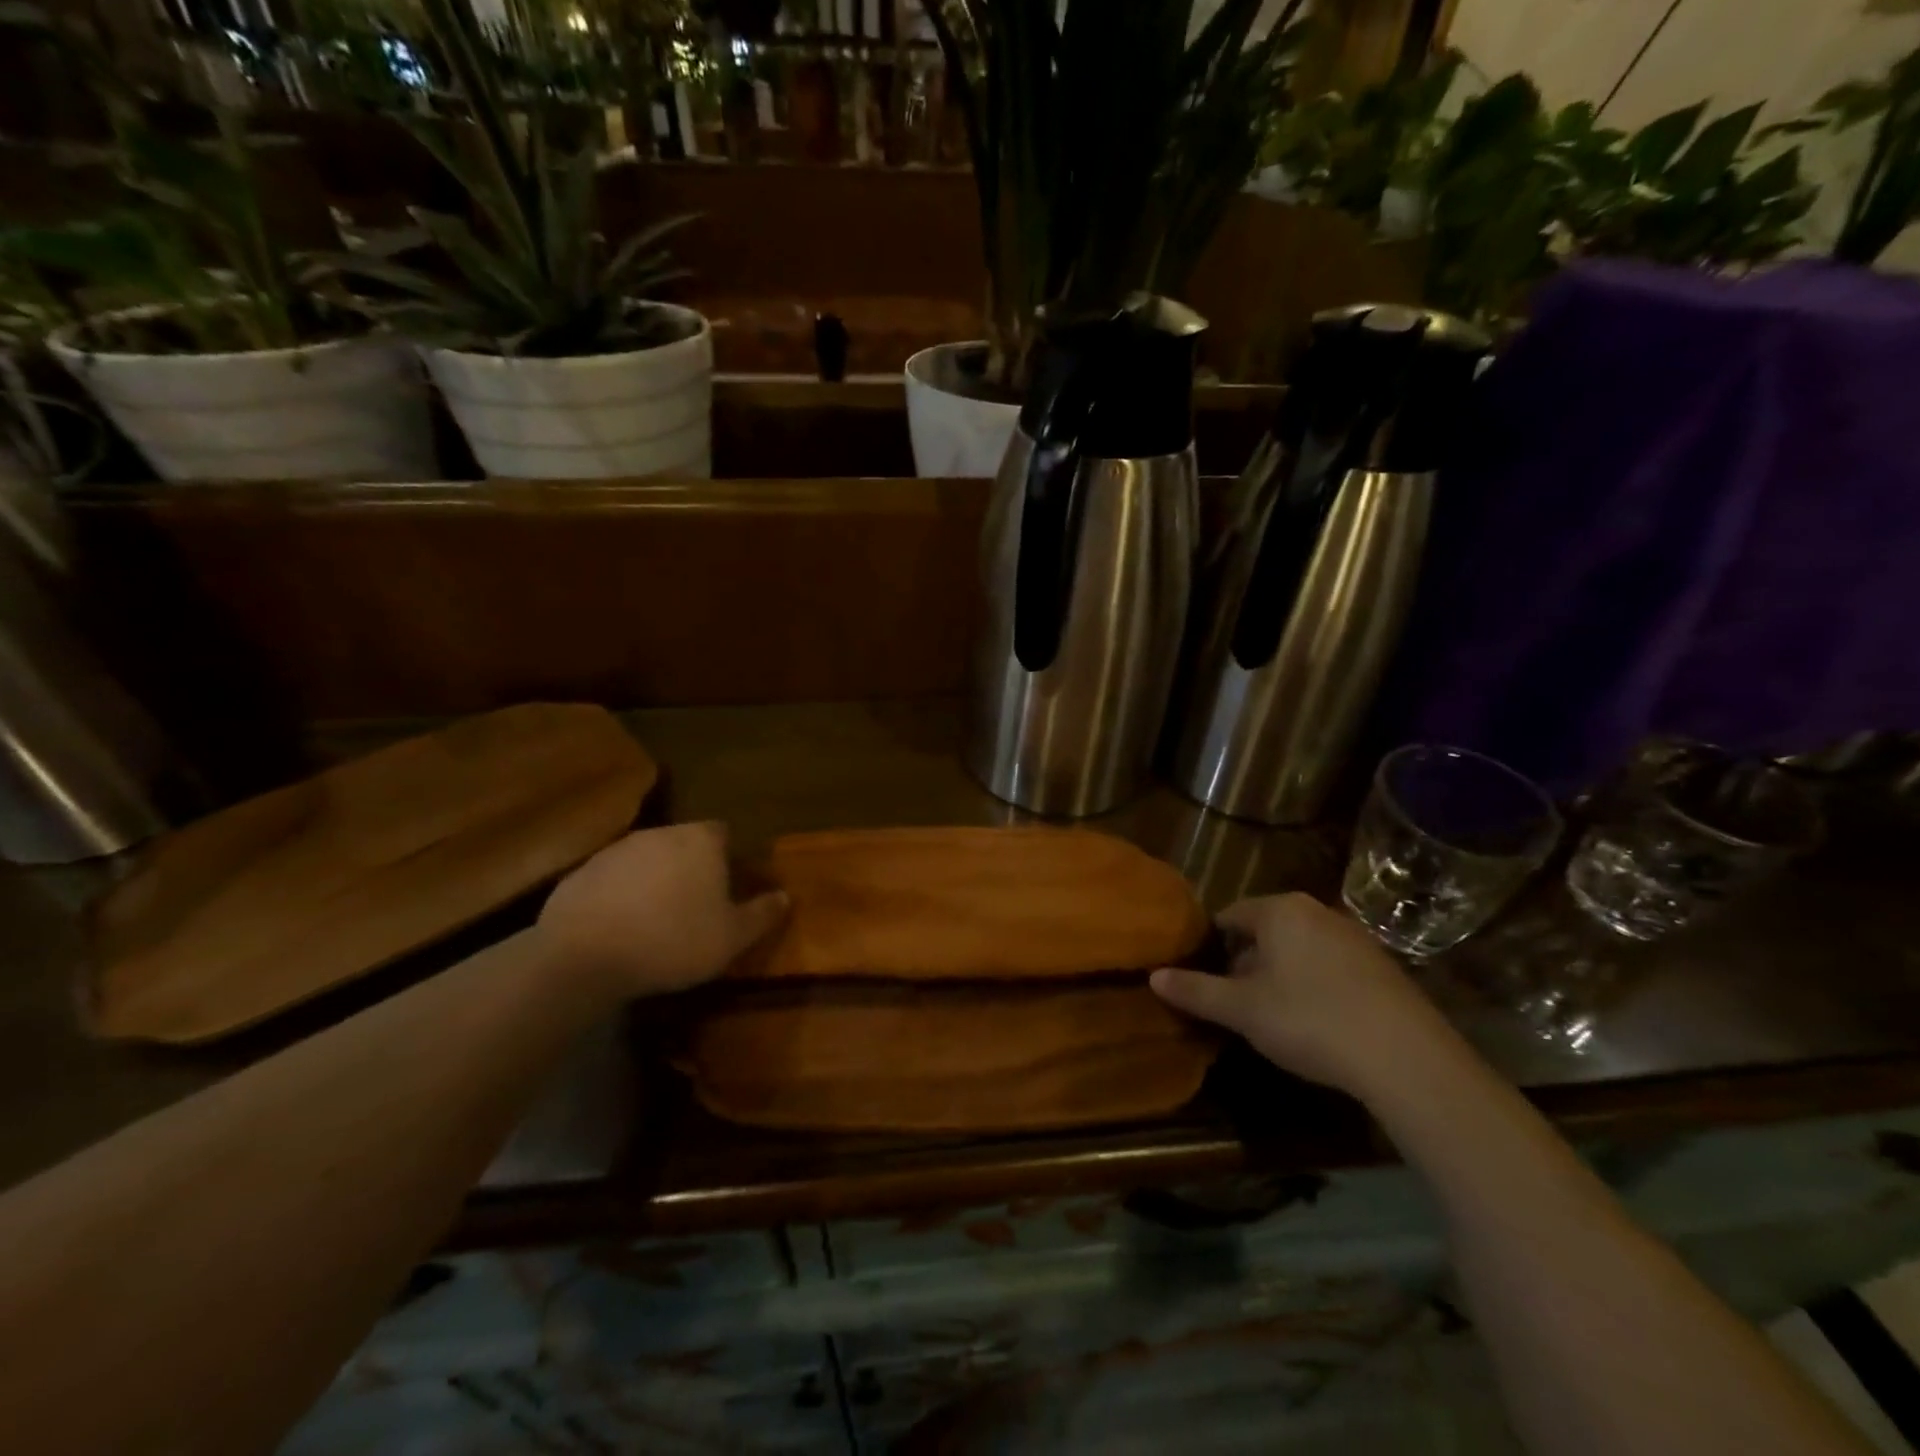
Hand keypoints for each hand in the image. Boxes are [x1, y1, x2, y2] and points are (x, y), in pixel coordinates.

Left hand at [539, 823, 786, 997]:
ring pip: (647, 859)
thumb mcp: (731, 938)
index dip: (728, 858)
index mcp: (701, 840)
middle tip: (696, 905)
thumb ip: (762, 914)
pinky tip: (620, 928)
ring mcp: (617, 849)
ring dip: (655, 880)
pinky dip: (620, 895)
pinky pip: (613, 879)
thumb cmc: (672, 940)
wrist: (583, 956)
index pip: (723, 834)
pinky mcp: (582, 872)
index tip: (727, 887)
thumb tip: (786, 897)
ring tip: (656, 920)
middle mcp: (660, 833)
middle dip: (691, 867)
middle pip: (684, 843)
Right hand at [1150, 893, 1452, 1097]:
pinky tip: (1318, 1025)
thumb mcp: (1242, 1010)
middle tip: (1236, 1004)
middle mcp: (1317, 912)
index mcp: (1280, 910)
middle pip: (1265, 932)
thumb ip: (1195, 991)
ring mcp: (1355, 938)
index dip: (1211, 947)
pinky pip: (1331, 967)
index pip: (1229, 916)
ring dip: (1280, 977)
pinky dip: (1315, 987)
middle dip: (1246, 964)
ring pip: (1299, 950)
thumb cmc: (1310, 1020)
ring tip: (1274, 1018)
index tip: (1204, 981)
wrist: (1407, 1059)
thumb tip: (1153, 976)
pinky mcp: (1383, 968)